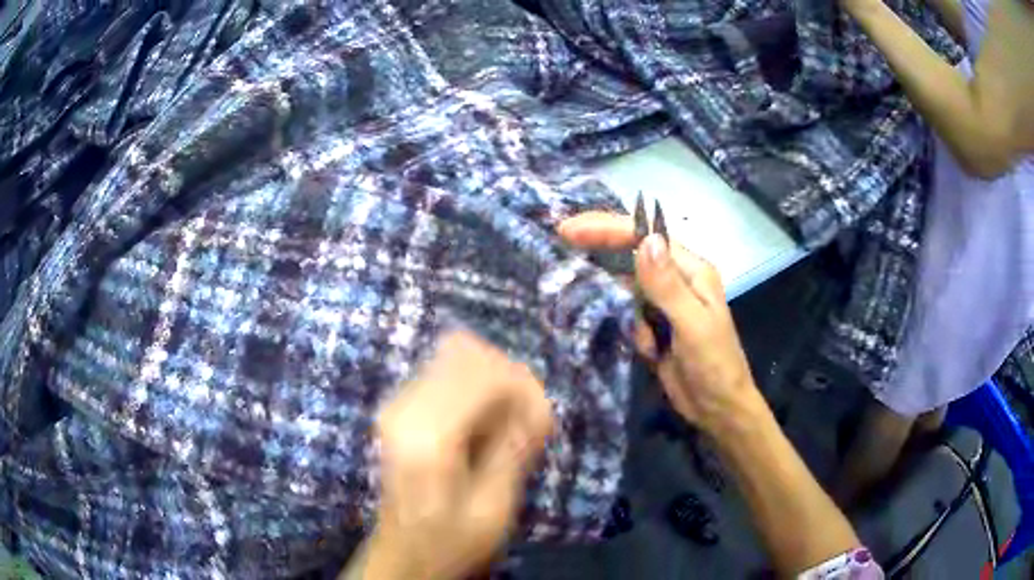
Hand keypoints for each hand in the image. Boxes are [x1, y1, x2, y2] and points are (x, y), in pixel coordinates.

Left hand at [355, 331, 553, 579]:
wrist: (405, 553)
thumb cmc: (451, 540)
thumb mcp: (494, 508)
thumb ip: (513, 449)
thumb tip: (539, 402)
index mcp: (428, 436)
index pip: (484, 373)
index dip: (523, 388)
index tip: (542, 422)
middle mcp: (404, 407)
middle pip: (467, 352)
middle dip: (508, 379)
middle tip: (527, 422)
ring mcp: (397, 402)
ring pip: (456, 354)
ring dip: (492, 379)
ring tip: (507, 422)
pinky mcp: (399, 405)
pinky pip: (444, 368)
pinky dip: (475, 385)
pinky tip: (485, 422)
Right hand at [559, 212, 762, 436]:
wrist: (718, 408)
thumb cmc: (714, 366)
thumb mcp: (693, 325)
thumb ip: (668, 285)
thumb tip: (645, 239)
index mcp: (692, 271)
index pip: (646, 237)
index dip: (608, 228)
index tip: (571, 230)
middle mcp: (677, 279)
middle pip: (632, 253)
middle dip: (601, 246)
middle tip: (563, 235)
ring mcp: (665, 303)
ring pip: (627, 285)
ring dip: (616, 298)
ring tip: (620, 316)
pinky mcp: (654, 325)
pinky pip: (628, 312)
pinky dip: (626, 324)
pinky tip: (642, 345)